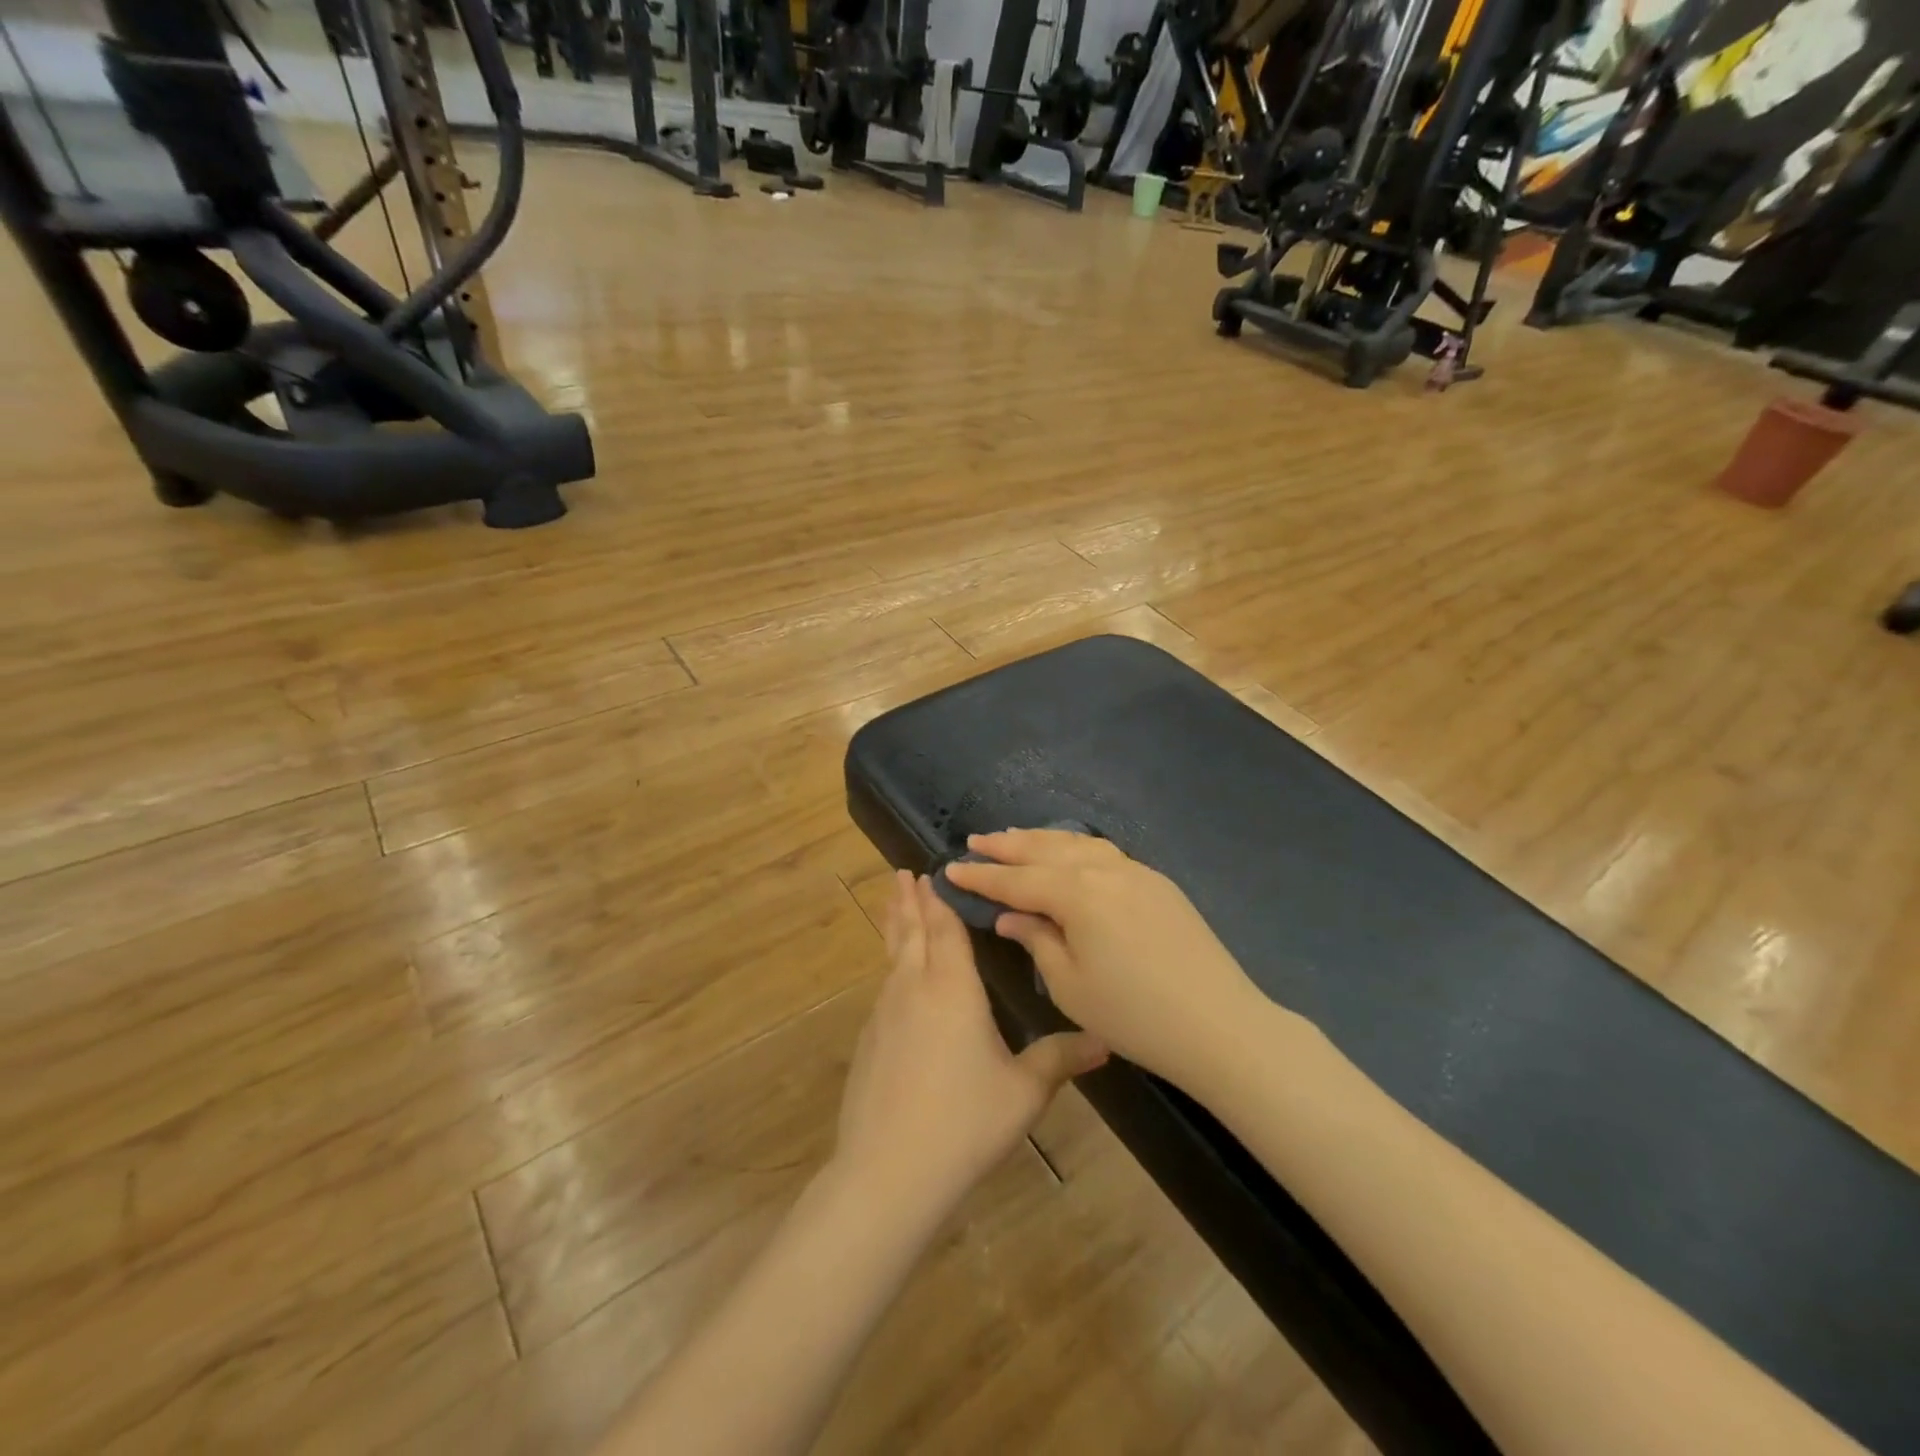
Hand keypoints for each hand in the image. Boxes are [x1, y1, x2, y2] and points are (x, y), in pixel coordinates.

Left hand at [833, 872, 1107, 1215]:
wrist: (888, 1171)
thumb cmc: (965, 1122)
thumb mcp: (1024, 1091)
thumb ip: (1061, 1059)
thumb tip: (1105, 1040)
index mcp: (952, 988)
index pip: (945, 929)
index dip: (940, 899)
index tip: (931, 871)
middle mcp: (914, 988)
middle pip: (911, 932)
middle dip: (909, 901)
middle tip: (903, 873)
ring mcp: (885, 1013)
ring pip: (892, 956)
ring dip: (895, 926)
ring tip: (895, 907)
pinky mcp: (869, 1040)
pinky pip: (884, 987)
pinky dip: (891, 964)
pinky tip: (896, 979)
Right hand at [944, 830, 1269, 1090]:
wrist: (1218, 1023)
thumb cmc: (1133, 1014)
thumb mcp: (1070, 986)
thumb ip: (1037, 941)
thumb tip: (1011, 916)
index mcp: (1077, 894)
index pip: (1017, 879)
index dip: (982, 876)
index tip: (952, 869)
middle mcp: (1104, 870)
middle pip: (1045, 850)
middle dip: (1008, 846)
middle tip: (976, 842)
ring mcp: (1135, 871)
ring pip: (1077, 844)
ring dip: (1041, 839)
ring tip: (1014, 838)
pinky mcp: (1157, 882)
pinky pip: (1104, 852)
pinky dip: (1075, 847)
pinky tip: (1067, 853)